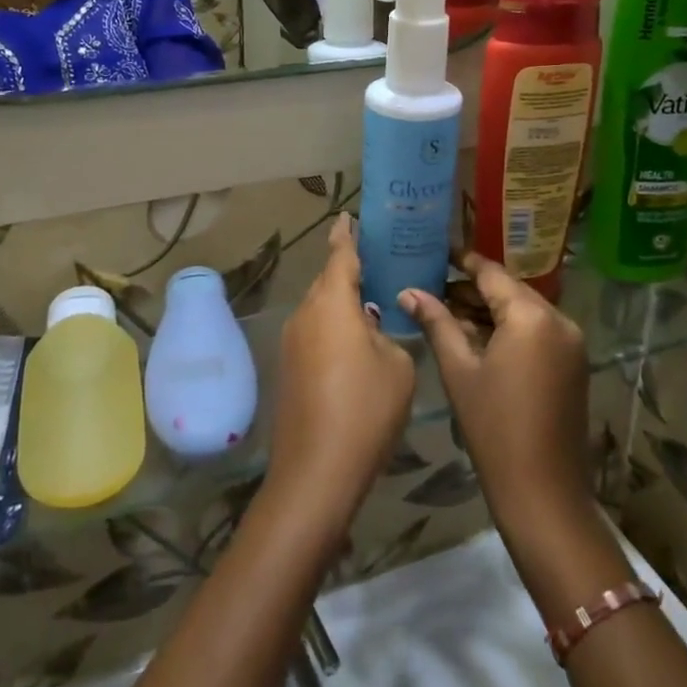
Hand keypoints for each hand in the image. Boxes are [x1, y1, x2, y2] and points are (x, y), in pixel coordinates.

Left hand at [268, 214, 416, 527]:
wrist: (316, 470)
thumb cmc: (365, 408)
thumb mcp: (397, 366)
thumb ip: (387, 335)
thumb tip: (371, 330)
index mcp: (332, 302)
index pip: (340, 255)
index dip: (346, 234)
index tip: (348, 216)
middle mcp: (305, 314)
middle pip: (327, 281)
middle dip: (348, 271)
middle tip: (378, 264)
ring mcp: (292, 342)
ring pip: (320, 309)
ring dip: (343, 304)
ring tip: (373, 304)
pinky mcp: (289, 368)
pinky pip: (315, 332)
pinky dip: (334, 328)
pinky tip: (357, 344)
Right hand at [401, 251, 590, 536]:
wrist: (544, 493)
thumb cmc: (494, 428)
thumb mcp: (459, 370)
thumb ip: (436, 323)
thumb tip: (408, 292)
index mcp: (531, 316)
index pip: (491, 273)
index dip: (462, 261)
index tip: (436, 251)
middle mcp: (559, 320)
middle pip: (509, 291)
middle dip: (471, 289)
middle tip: (431, 287)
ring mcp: (571, 343)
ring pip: (523, 312)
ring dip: (488, 311)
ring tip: (446, 312)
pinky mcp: (573, 365)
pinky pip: (536, 333)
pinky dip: (508, 330)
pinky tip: (476, 338)